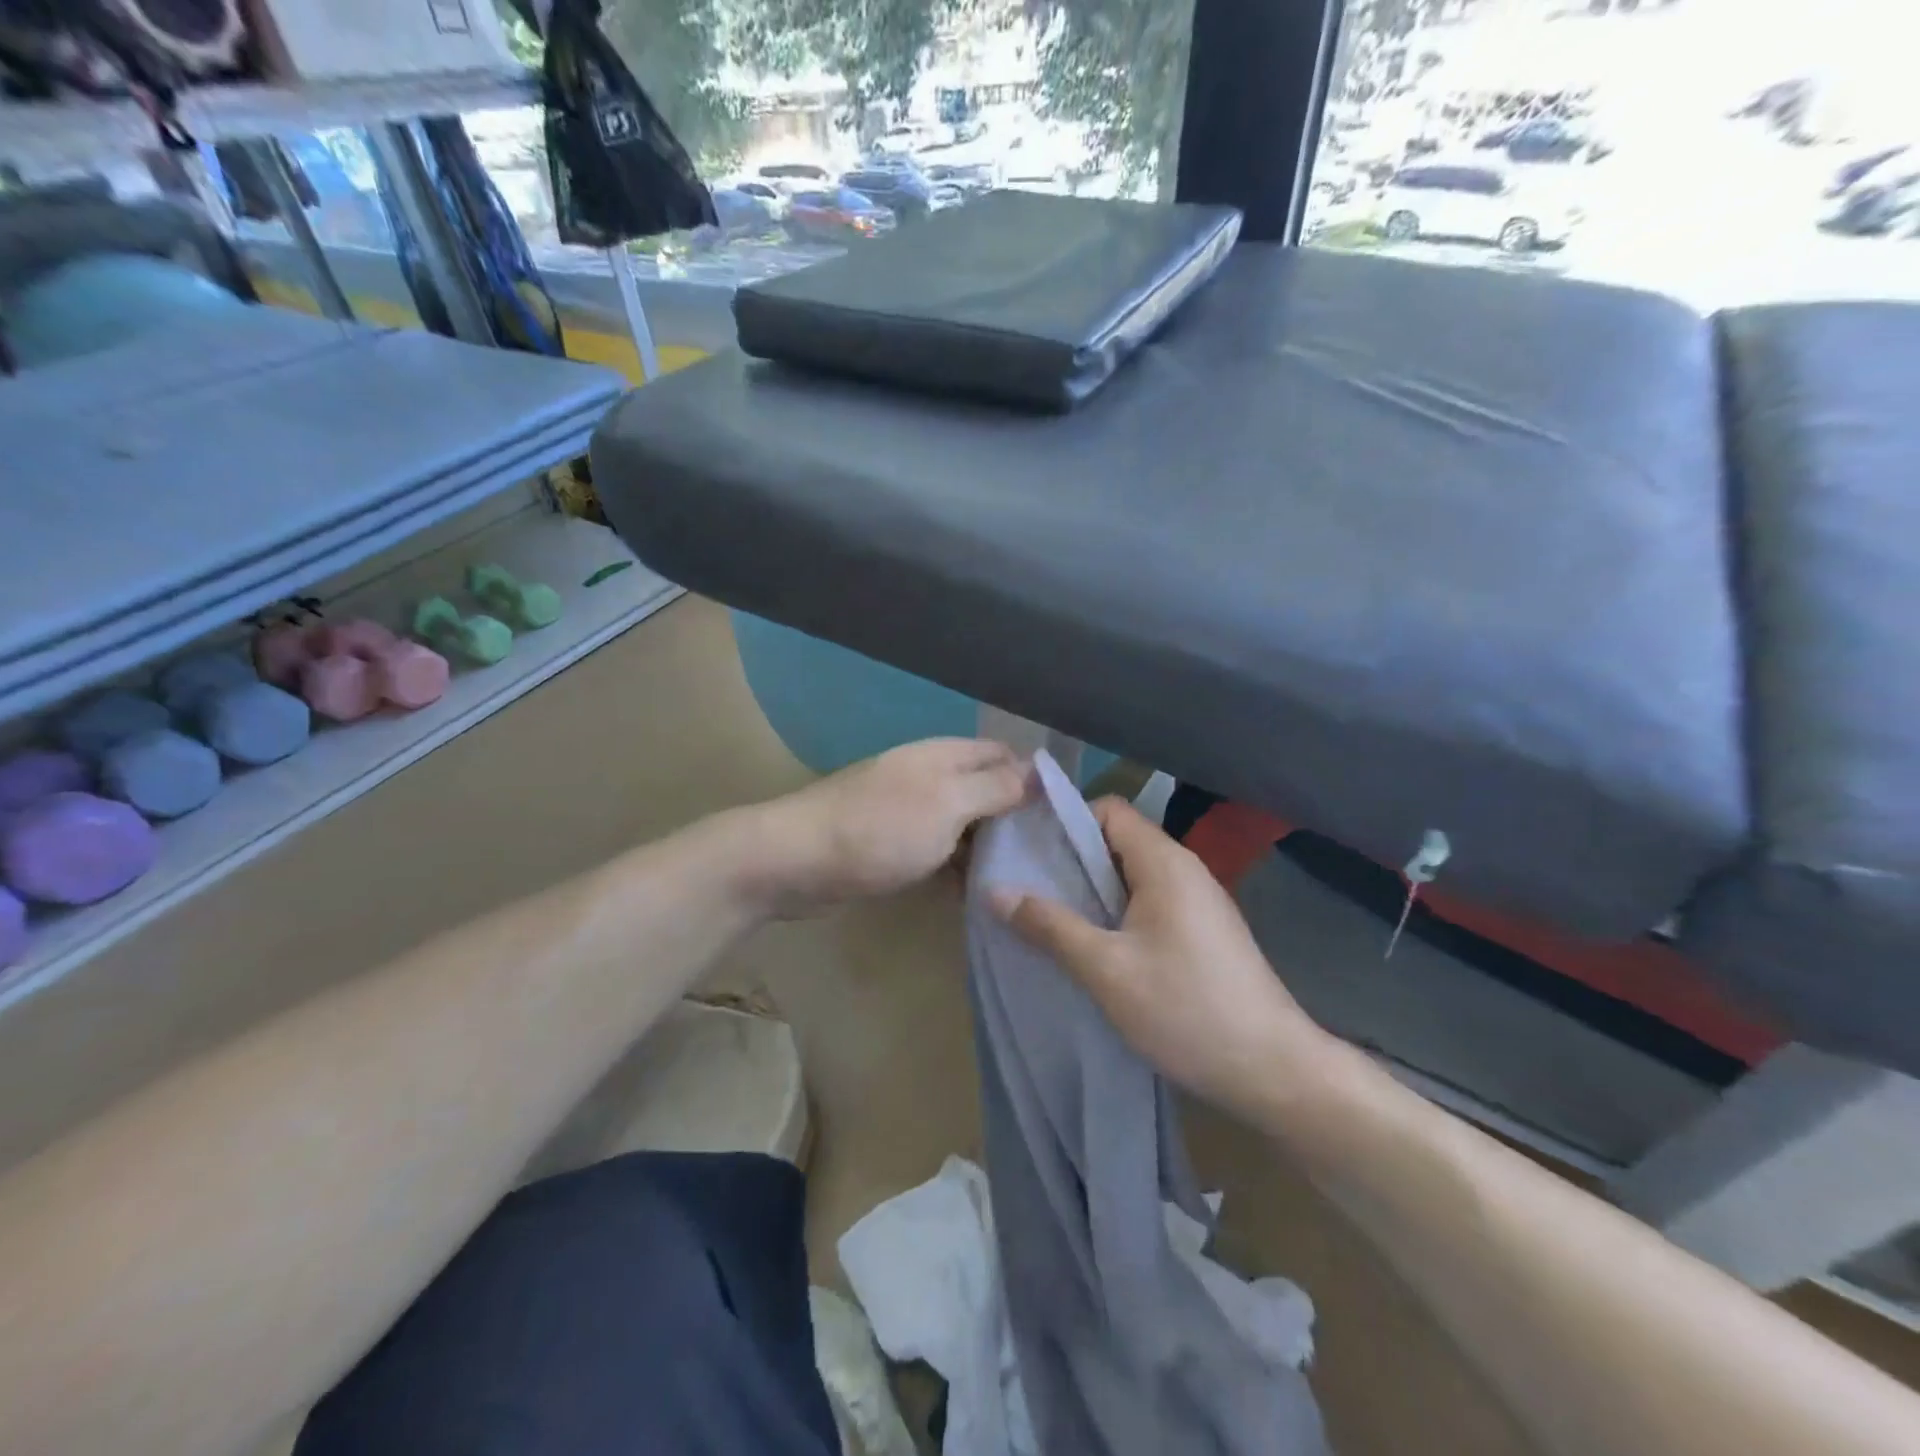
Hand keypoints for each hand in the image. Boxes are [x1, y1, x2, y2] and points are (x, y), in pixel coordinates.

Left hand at [751, 739, 1030, 917]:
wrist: (795, 861)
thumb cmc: (879, 830)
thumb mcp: (948, 804)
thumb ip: (994, 787)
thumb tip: (1037, 771)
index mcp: (943, 756)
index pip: (1003, 755)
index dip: (1034, 780)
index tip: (1064, 818)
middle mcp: (927, 775)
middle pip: (983, 788)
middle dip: (1014, 816)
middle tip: (1047, 856)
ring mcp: (906, 809)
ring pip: (961, 822)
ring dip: (986, 844)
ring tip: (1020, 878)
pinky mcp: (889, 842)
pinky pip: (936, 847)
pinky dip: (956, 864)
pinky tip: (974, 891)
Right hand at [991, 797, 1331, 1125]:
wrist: (1274, 1070)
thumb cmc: (1186, 1010)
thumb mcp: (1106, 970)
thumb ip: (1050, 926)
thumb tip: (994, 891)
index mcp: (1164, 862)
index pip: (1108, 810)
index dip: (1066, 822)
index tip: (1027, 851)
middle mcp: (1185, 869)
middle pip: (1118, 841)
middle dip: (1071, 861)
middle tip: (1026, 888)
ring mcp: (1198, 901)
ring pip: (1132, 876)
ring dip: (1091, 891)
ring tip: (1049, 918)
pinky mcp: (1203, 932)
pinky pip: (1149, 903)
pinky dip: (1116, 913)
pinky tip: (1093, 947)